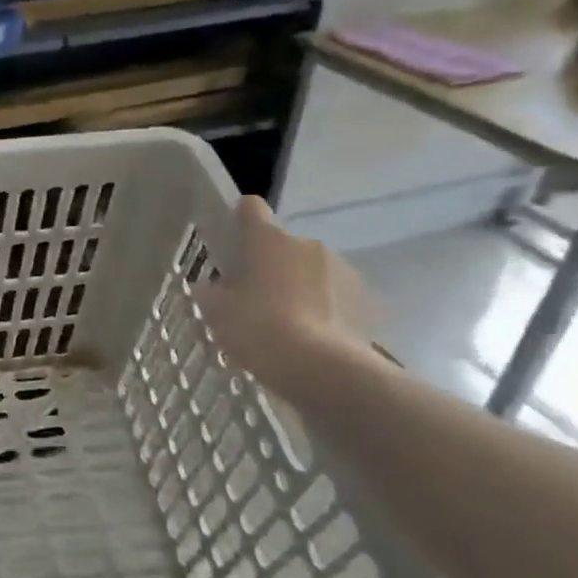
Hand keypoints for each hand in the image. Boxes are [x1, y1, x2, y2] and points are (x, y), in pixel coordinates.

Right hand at [200, 196, 371, 393]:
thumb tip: (213, 288)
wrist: (320, 369)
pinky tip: (310, 339)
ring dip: (298, 287)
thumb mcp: (215, 311)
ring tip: (284, 324)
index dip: (239, 220)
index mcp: (268, 239)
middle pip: (282, 245)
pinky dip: (323, 310)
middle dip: (270, 266)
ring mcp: (342, 270)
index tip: (231, 242)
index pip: (250, 208)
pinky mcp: (366, 300)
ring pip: (311, 271)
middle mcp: (308, 244)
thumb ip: (211, 292)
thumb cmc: (257, 328)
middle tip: (253, 299)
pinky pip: (335, 298)